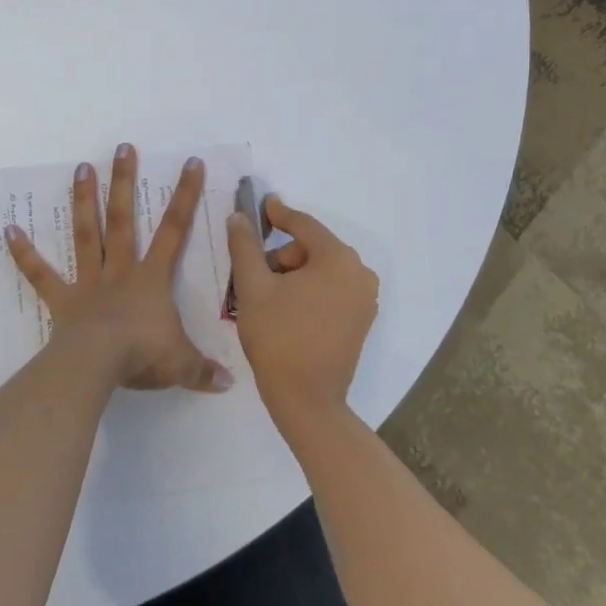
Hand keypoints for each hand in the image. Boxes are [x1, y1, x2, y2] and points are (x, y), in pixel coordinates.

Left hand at [6, 145, 231, 393]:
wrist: (98, 365)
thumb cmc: (143, 356)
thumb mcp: (182, 364)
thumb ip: (203, 370)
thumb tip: (227, 384)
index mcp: (151, 279)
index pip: (174, 230)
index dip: (184, 195)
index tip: (190, 162)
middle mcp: (119, 271)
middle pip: (124, 219)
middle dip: (125, 182)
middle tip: (122, 148)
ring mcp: (88, 283)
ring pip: (87, 234)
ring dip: (84, 201)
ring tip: (80, 167)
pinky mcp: (62, 300)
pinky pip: (41, 274)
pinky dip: (24, 253)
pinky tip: (8, 230)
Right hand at [225, 196, 378, 434]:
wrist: (306, 400)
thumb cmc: (278, 337)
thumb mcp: (253, 286)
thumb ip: (245, 245)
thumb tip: (240, 216)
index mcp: (338, 259)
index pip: (303, 225)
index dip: (278, 214)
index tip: (260, 205)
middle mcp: (359, 273)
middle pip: (312, 248)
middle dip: (281, 257)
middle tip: (253, 277)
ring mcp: (365, 298)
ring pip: (320, 270)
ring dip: (293, 275)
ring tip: (266, 299)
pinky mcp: (362, 320)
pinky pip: (331, 290)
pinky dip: (308, 291)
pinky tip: (285, 310)